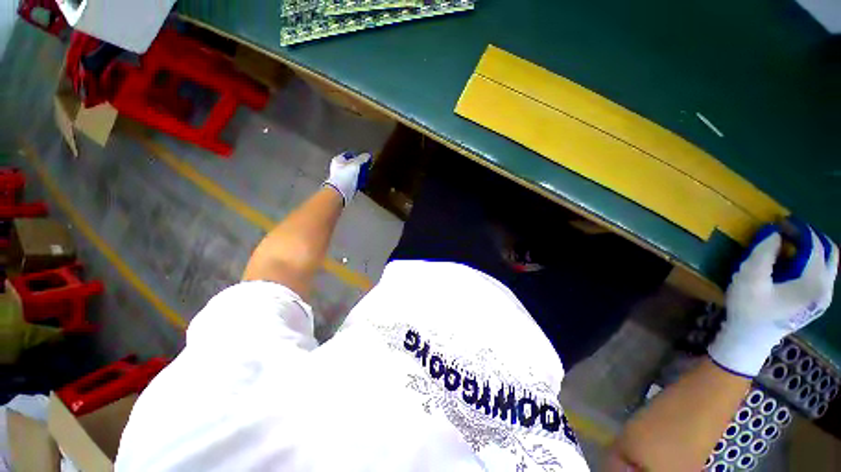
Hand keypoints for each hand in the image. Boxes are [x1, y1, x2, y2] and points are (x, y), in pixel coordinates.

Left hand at [323, 152, 371, 205]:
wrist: (339, 193)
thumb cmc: (344, 177)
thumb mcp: (355, 165)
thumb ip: (362, 159)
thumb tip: (367, 155)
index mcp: (338, 160)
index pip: (349, 155)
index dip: (357, 156)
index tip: (365, 159)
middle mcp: (338, 168)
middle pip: (351, 164)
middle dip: (359, 166)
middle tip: (366, 168)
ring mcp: (341, 177)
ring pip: (353, 173)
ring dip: (360, 175)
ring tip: (366, 176)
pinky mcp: (345, 186)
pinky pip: (353, 182)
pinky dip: (358, 182)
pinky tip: (362, 183)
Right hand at [708, 220, 837, 376]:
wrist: (751, 339)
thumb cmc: (749, 309)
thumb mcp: (749, 279)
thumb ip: (763, 254)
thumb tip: (775, 233)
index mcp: (813, 283)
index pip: (815, 245)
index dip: (799, 229)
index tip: (779, 223)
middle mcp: (826, 289)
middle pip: (829, 251)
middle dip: (811, 236)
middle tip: (788, 232)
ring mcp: (824, 297)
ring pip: (829, 262)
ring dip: (813, 248)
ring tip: (790, 246)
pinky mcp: (818, 301)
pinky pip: (823, 273)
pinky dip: (812, 261)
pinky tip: (793, 264)